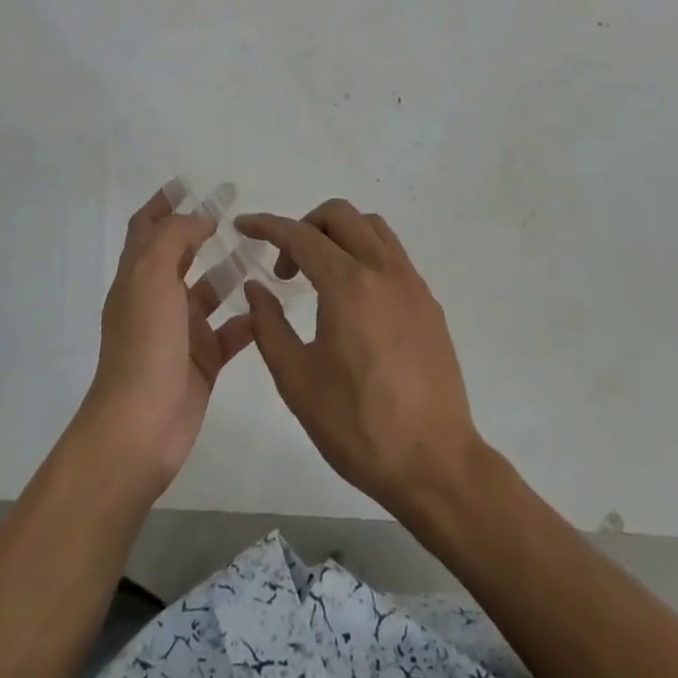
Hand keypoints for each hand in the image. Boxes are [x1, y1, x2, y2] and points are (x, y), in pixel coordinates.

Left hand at [85, 185, 254, 488]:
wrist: (141, 427)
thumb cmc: (144, 345)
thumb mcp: (152, 278)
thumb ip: (174, 238)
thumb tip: (200, 218)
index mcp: (137, 278)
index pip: (147, 228)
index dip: (163, 202)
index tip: (189, 183)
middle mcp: (156, 299)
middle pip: (180, 253)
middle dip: (204, 229)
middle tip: (238, 211)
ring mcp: (180, 332)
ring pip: (209, 291)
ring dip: (231, 271)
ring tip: (264, 252)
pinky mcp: (203, 360)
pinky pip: (231, 331)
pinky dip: (249, 317)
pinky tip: (273, 304)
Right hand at [237, 200, 486, 519]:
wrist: (434, 461)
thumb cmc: (357, 425)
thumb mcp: (297, 380)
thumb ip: (269, 326)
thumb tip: (256, 288)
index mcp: (348, 285)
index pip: (301, 235)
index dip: (267, 226)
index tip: (243, 226)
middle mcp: (384, 270)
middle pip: (340, 215)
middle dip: (304, 226)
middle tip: (286, 266)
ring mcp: (412, 283)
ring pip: (372, 228)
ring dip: (339, 234)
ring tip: (318, 274)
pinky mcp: (429, 302)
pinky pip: (392, 255)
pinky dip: (364, 254)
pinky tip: (353, 298)